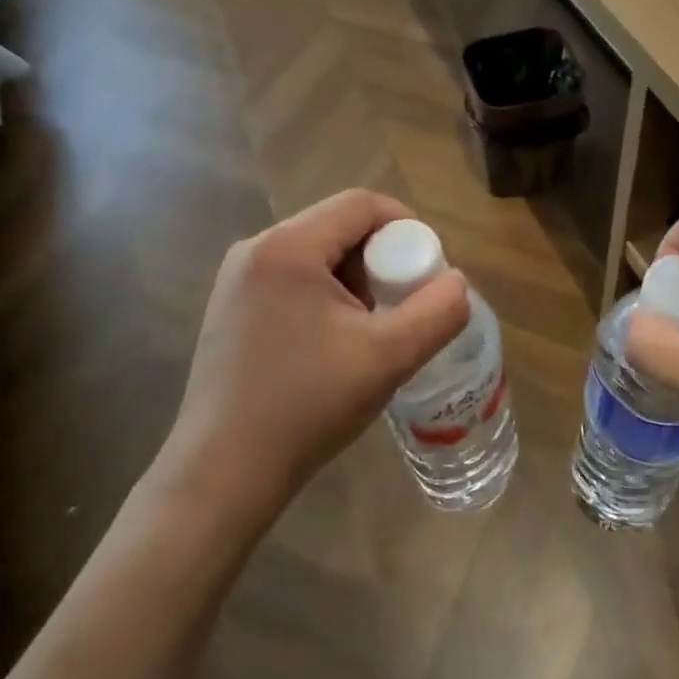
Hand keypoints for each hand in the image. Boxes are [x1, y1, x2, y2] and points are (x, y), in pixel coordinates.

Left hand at [151, 190, 470, 521]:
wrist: (223, 474)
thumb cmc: (307, 406)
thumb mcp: (389, 357)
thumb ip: (438, 311)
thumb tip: (455, 283)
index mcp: (288, 247)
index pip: (362, 204)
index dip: (407, 226)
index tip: (427, 271)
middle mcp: (256, 249)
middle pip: (339, 226)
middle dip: (381, 258)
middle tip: (402, 305)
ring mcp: (236, 279)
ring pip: (317, 253)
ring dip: (355, 279)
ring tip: (371, 329)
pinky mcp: (231, 308)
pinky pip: (293, 278)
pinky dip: (326, 295)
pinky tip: (334, 343)